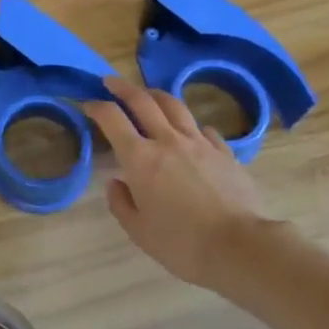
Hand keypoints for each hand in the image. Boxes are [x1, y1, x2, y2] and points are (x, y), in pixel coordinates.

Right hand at [86, 77, 285, 290]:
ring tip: (148, 94)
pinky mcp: (224, 151)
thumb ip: (121, 203)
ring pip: (174, 105)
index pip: (112, 118)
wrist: (240, 246)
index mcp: (140, 158)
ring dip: (156, 95)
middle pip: (142, 100)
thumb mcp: (139, 231)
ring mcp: (199, 142)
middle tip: (110, 82)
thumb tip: (116, 182)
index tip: (88, 104)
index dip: (97, 107)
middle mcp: (167, 140)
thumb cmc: (182, 243)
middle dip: (122, 87)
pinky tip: (191, 132)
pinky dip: (191, 125)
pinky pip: (203, 128)